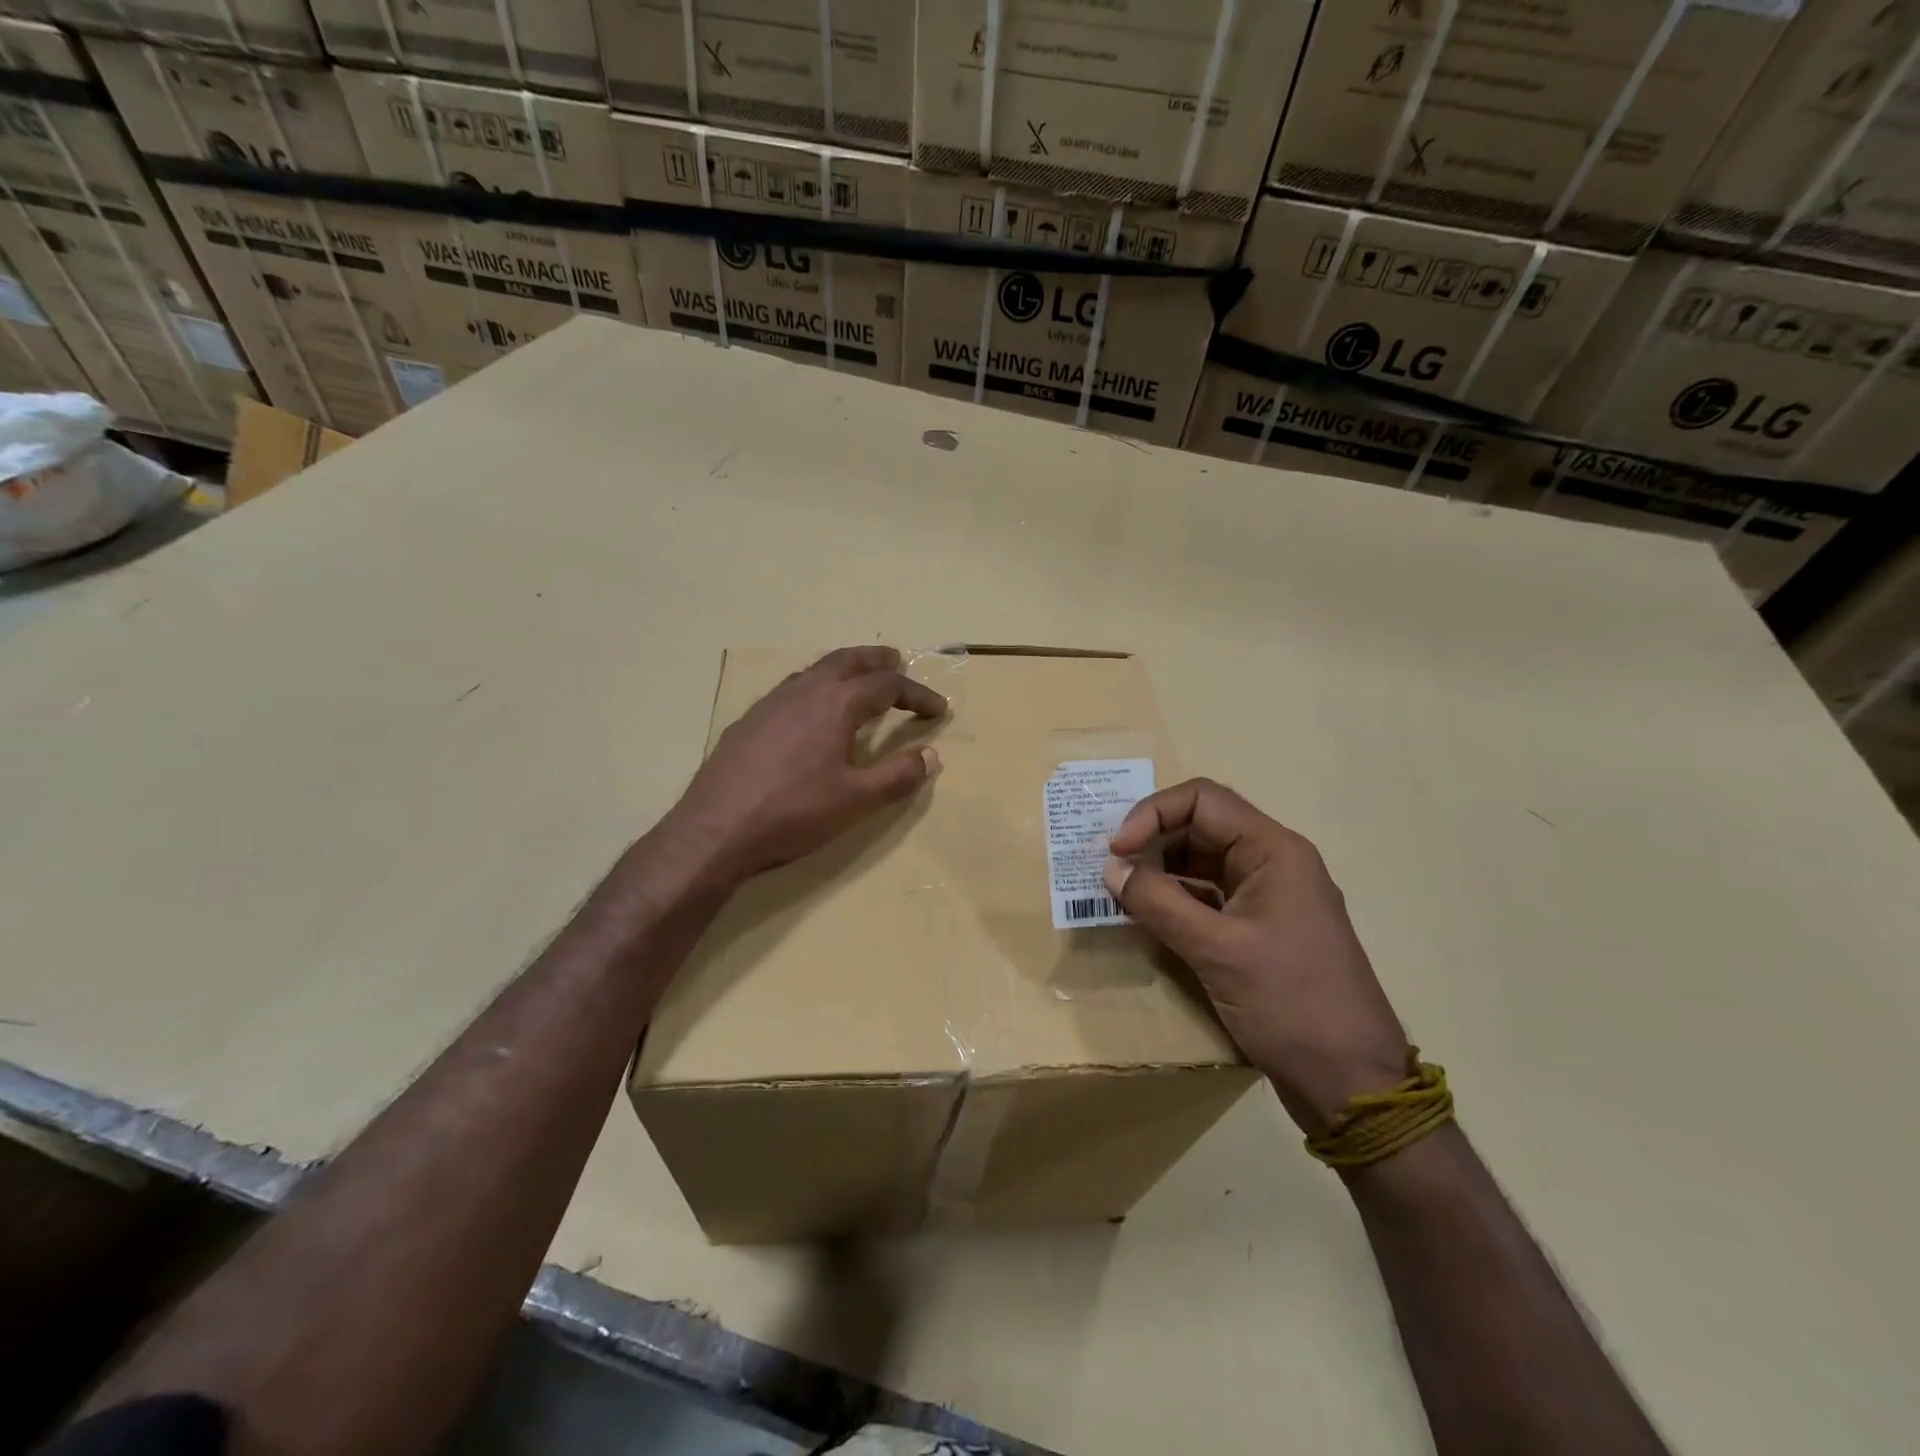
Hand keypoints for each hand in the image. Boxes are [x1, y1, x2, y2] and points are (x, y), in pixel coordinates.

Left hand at [667, 646, 945, 882]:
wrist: (715, 830)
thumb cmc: (794, 813)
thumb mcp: (857, 800)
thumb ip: (898, 776)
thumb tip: (932, 756)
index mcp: (835, 704)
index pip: (887, 686)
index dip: (917, 695)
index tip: (938, 709)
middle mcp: (803, 691)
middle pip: (847, 661)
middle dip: (877, 660)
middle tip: (897, 661)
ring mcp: (770, 704)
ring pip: (814, 671)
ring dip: (842, 669)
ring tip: (857, 681)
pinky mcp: (747, 722)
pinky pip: (789, 689)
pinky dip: (813, 687)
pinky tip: (808, 712)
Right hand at [1104, 779, 1408, 1135]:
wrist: (1353, 1084)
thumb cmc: (1291, 1004)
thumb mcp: (1217, 950)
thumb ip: (1159, 903)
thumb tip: (1110, 868)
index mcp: (1273, 851)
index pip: (1203, 800)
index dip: (1153, 814)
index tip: (1116, 850)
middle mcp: (1272, 863)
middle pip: (1201, 826)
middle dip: (1152, 840)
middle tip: (1109, 868)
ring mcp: (1267, 897)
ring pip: (1202, 863)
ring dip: (1160, 872)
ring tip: (1118, 891)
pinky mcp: (1258, 930)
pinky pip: (1209, 897)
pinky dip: (1175, 901)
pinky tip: (1146, 917)